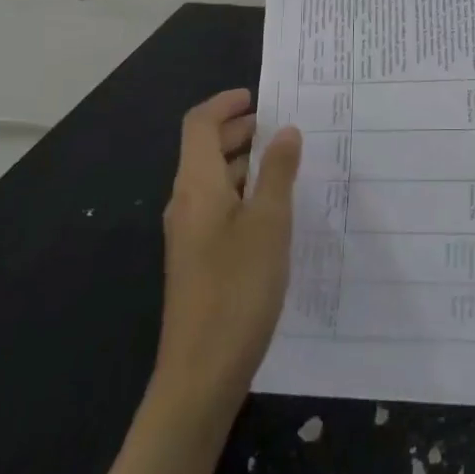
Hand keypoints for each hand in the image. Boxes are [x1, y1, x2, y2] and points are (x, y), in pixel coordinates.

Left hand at [152, 90, 301, 413]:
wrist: (200, 375)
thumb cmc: (238, 289)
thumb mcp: (270, 223)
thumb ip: (278, 172)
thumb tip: (285, 131)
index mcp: (196, 186)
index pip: (199, 124)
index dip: (226, 104)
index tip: (260, 97)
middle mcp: (185, 203)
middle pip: (205, 149)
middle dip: (241, 131)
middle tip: (284, 128)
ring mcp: (189, 234)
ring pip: (214, 179)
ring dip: (245, 162)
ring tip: (288, 164)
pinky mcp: (198, 259)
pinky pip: (219, 206)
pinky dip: (244, 192)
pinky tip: (275, 209)